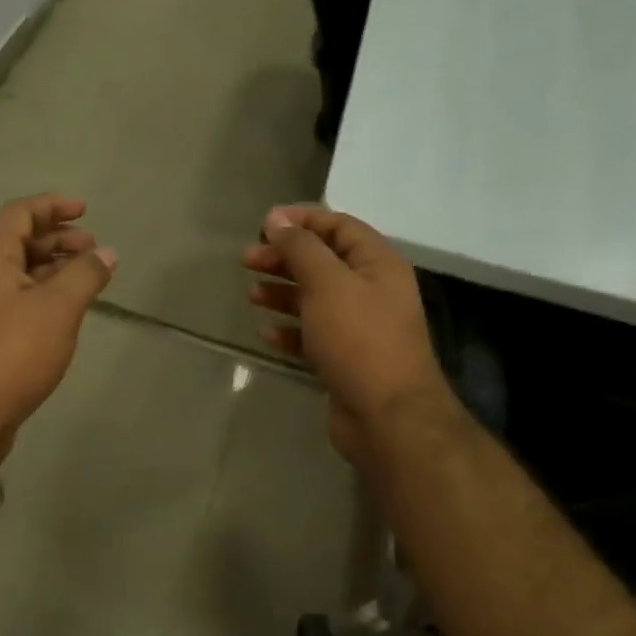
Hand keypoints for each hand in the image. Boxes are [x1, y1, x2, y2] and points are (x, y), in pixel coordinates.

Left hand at [0, 195, 116, 466]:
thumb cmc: (11, 353)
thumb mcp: (57, 309)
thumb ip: (84, 275)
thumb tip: (107, 252)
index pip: (19, 213)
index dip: (52, 206)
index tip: (85, 210)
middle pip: (17, 241)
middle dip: (56, 239)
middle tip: (92, 248)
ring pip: (17, 274)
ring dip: (51, 268)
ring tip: (86, 277)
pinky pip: (14, 300)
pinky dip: (42, 295)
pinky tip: (65, 311)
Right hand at [245, 206, 460, 471]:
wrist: (387, 417)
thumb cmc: (358, 338)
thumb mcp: (326, 283)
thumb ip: (300, 247)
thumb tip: (276, 219)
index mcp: (377, 264)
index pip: (339, 226)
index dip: (301, 220)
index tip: (263, 224)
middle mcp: (372, 290)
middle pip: (323, 261)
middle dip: (285, 257)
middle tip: (247, 260)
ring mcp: (361, 327)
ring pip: (315, 298)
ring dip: (283, 292)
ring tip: (252, 294)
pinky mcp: (346, 359)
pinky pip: (314, 334)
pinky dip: (290, 330)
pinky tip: (267, 333)